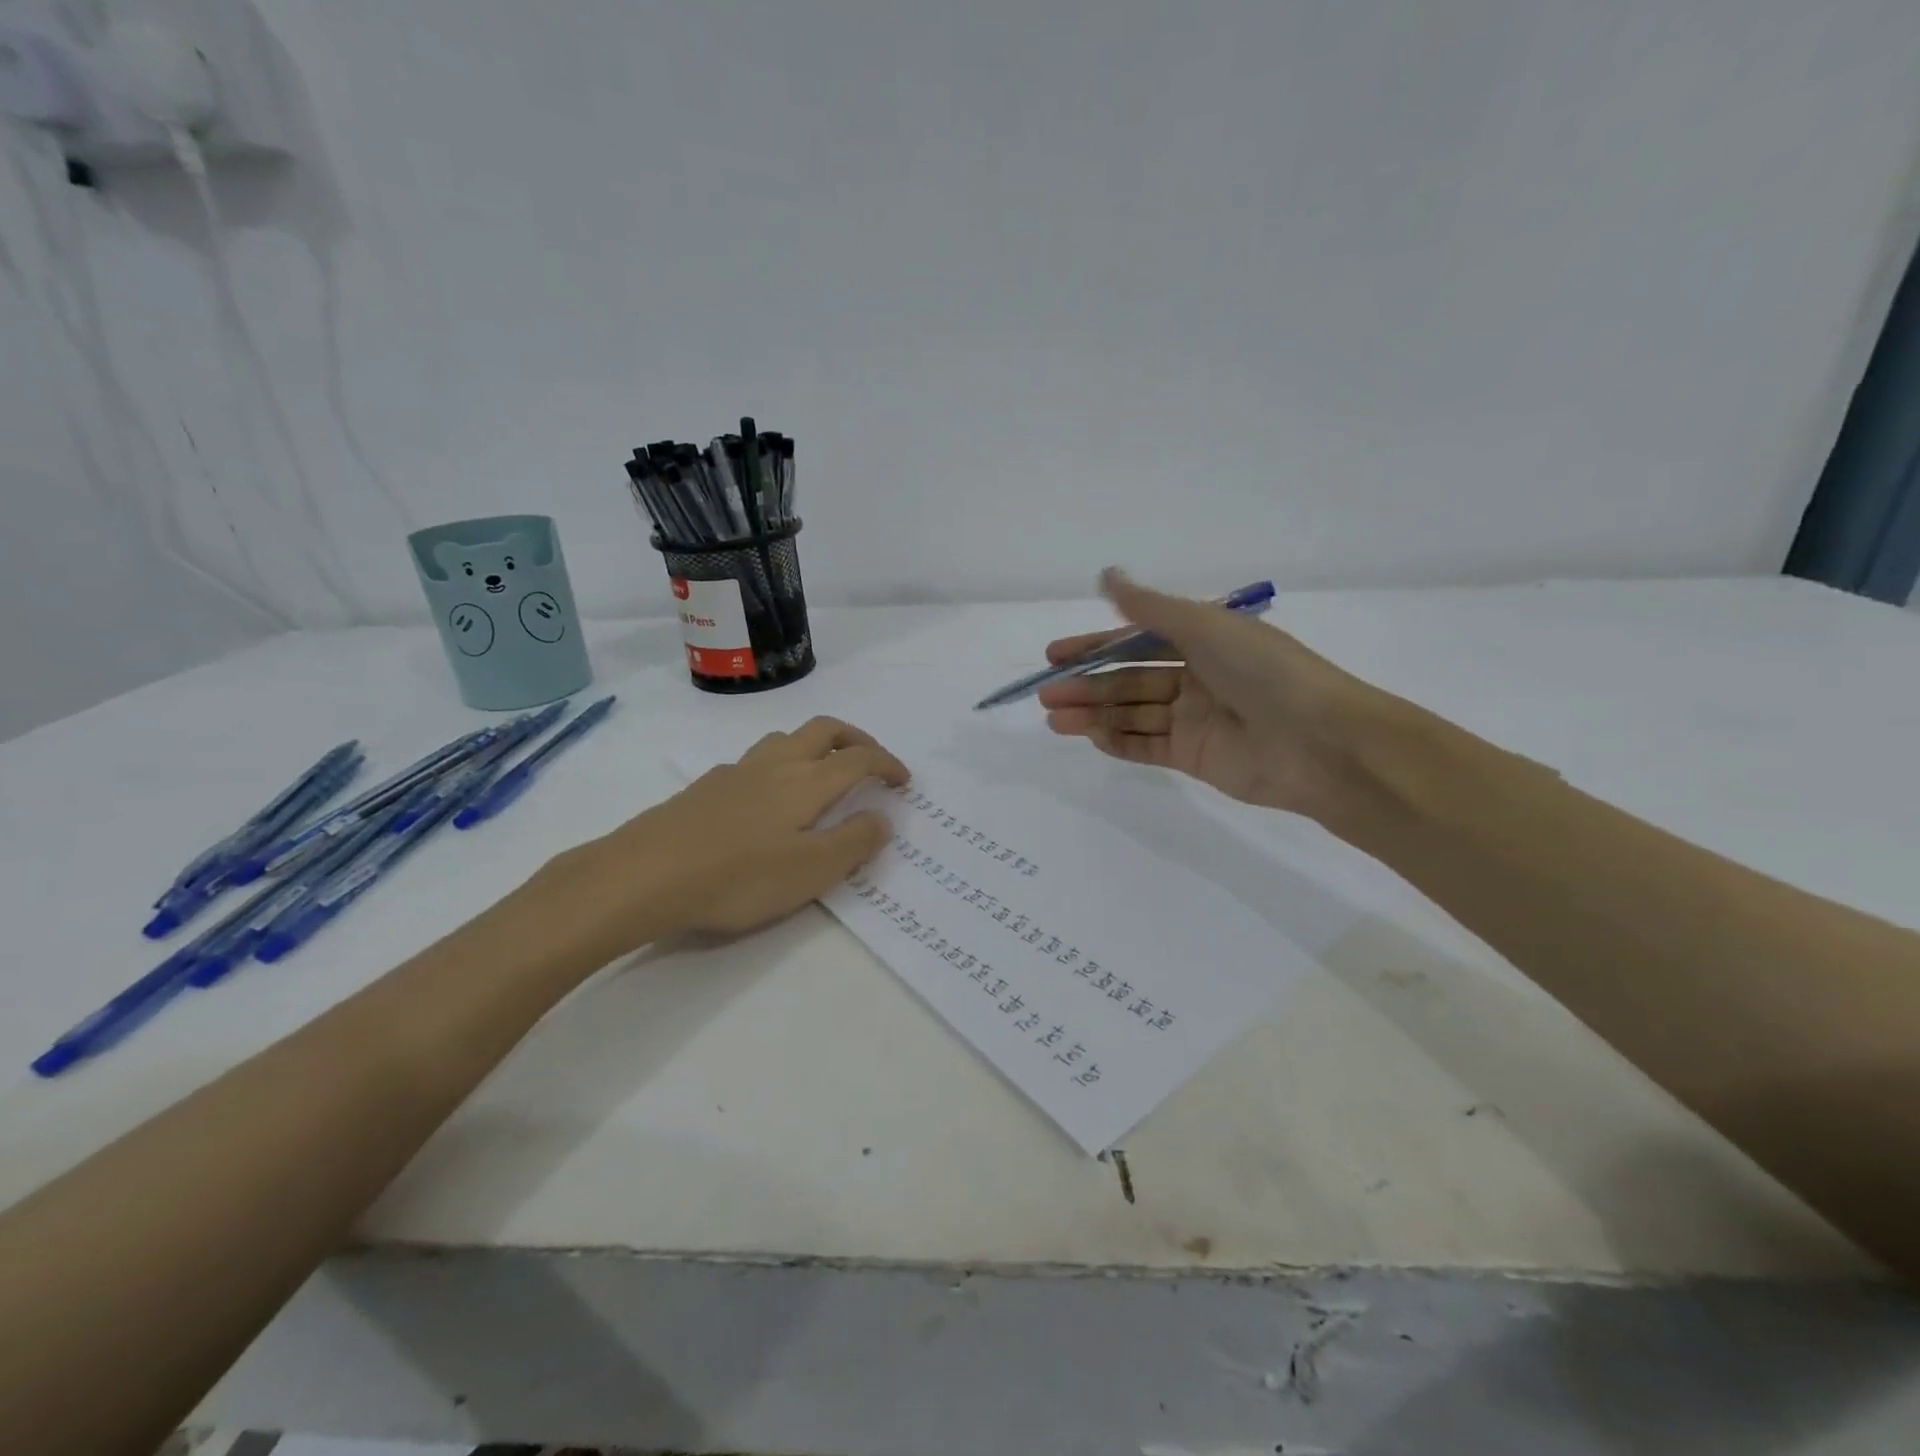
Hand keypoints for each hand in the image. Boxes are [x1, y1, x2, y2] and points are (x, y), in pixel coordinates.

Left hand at [545, 716, 908, 958]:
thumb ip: (852, 842)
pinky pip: (756, 759)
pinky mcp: (706, 786)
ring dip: (816, 745)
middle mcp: (775, 764)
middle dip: (856, 739)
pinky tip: (768, 798)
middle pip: (824, 730)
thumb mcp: (809, 872)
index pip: (859, 759)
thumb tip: (882, 818)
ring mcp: (736, 772)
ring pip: (786, 738)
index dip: (887, 764)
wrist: (643, 875)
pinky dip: (780, 764)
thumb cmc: (737, 877)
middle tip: (872, 761)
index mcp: (806, 782)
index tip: (903, 781)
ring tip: (824, 773)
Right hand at [1037, 569, 1396, 820]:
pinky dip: (1118, 742)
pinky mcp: (1195, 757)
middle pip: (1130, 680)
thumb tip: (1106, 575)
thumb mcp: (1204, 626)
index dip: (1094, 646)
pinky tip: (1089, 737)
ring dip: (1093, 715)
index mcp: (1203, 641)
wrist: (1319, 743)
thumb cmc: (1262, 671)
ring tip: (1054, 719)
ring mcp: (1195, 720)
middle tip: (1046, 696)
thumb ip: (1149, 608)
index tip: (1055, 655)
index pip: (1136, 640)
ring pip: (1133, 714)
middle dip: (1087, 686)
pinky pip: (1148, 746)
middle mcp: (1197, 677)